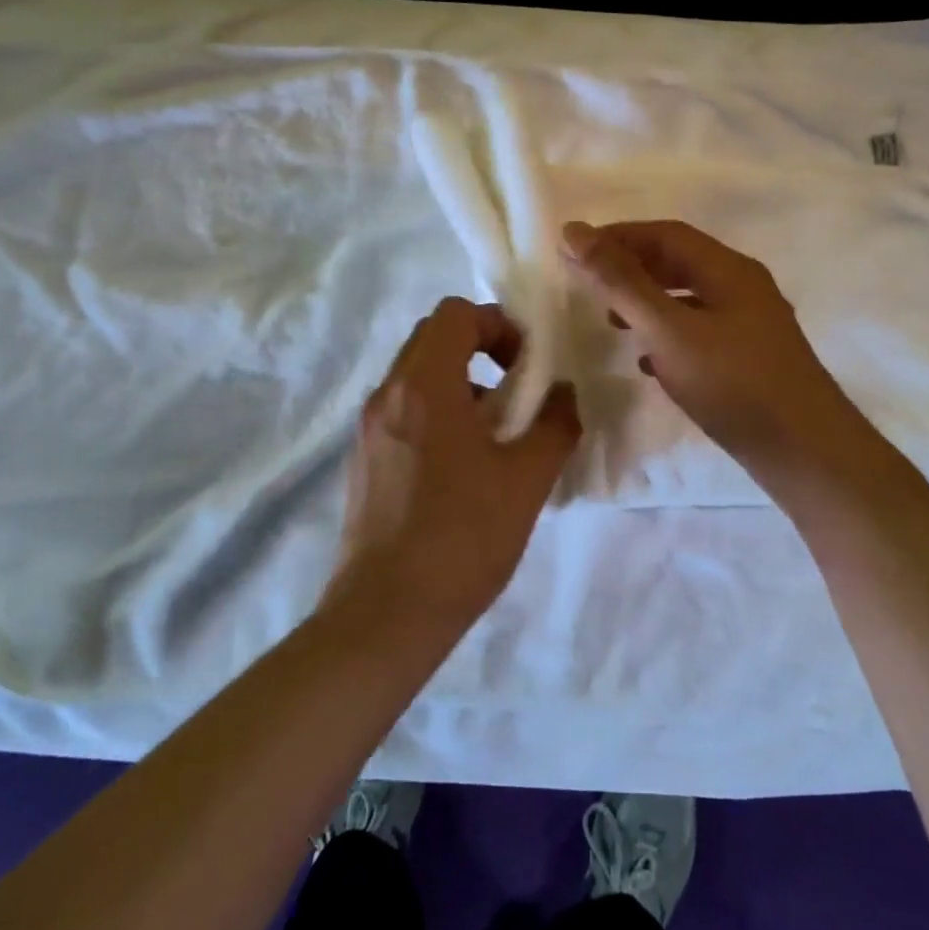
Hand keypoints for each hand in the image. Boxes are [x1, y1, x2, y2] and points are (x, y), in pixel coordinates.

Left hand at [331, 297, 581, 624]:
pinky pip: (404, 410)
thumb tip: (564, 395)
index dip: (498, 327)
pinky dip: (438, 412)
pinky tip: (464, 466)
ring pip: (418, 376)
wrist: (387, 615)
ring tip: (496, 434)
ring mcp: (369, 428)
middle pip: (434, 338)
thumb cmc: (462, 537)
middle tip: (517, 393)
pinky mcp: (364, 460)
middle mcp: (387, 395)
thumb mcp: (526, 479)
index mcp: (424, 387)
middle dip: (482, 350)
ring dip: (461, 384)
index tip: (527, 367)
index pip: (455, 314)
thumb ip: (554, 424)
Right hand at [560, 219, 858, 469]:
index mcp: (728, 269)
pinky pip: (701, 332)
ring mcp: (752, 324)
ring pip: (689, 299)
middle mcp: (743, 287)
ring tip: (611, 322)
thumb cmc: (735, 384)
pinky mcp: (752, 359)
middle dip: (631, 268)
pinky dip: (668, 335)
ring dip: (648, 303)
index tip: (575, 250)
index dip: (618, 236)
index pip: (666, 234)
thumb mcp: (669, 330)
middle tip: (588, 284)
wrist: (807, 452)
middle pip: (679, 262)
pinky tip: (649, 362)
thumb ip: (621, 283)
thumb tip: (575, 232)